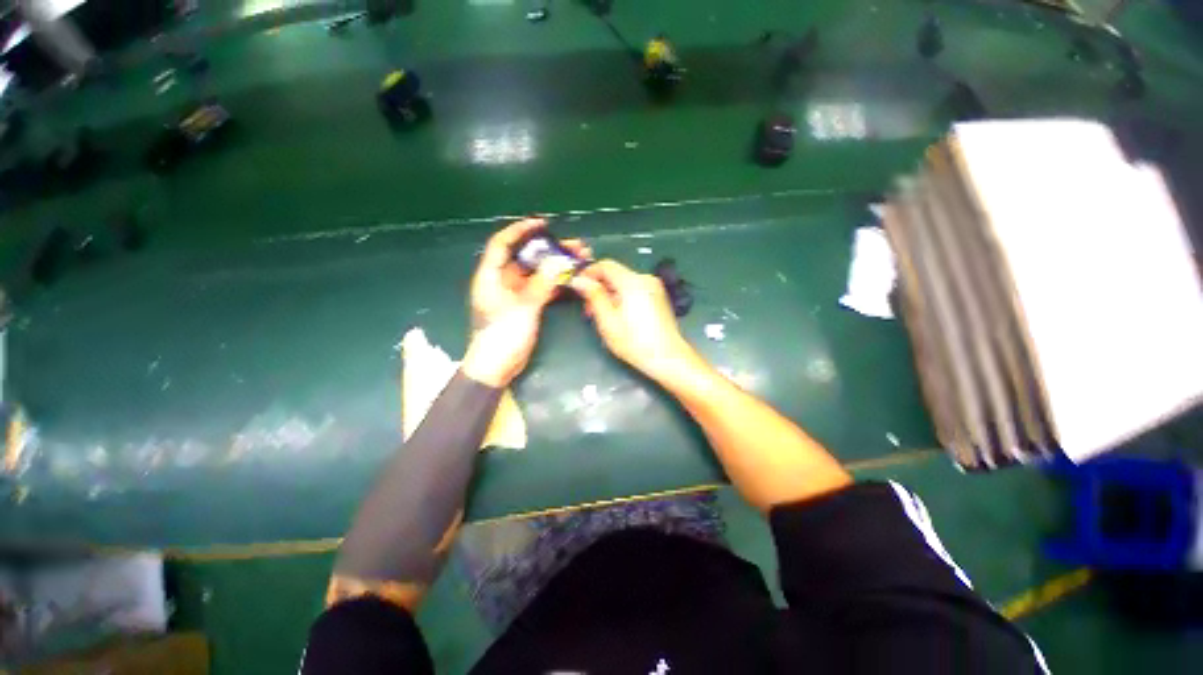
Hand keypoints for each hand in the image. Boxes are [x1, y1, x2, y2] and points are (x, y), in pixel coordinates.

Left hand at [463, 218, 590, 387]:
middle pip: (526, 258)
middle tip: (574, 246)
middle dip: (549, 250)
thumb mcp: (523, 308)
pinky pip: (542, 289)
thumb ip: (542, 284)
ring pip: (537, 274)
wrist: (497, 367)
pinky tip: (572, 280)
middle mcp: (502, 281)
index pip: (502, 244)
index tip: (543, 224)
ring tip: (579, 260)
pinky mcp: (525, 306)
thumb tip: (560, 262)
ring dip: (556, 267)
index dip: (520, 230)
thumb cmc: (502, 336)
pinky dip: (555, 284)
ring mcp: (515, 294)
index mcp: (491, 276)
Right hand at [570, 260, 696, 382]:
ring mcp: (654, 288)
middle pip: (615, 275)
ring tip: (601, 316)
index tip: (577, 287)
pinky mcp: (658, 298)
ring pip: (624, 284)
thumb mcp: (608, 321)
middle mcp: (645, 279)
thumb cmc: (635, 342)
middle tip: (587, 309)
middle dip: (598, 288)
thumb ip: (593, 296)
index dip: (588, 273)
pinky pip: (634, 291)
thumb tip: (579, 280)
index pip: (606, 265)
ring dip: (609, 295)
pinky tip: (618, 317)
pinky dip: (622, 298)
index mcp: (633, 282)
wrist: (668, 358)